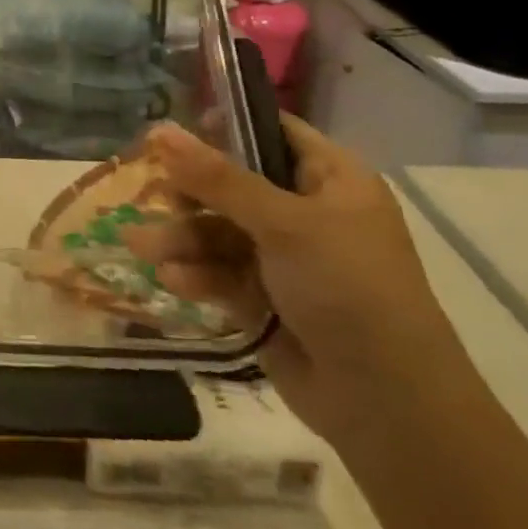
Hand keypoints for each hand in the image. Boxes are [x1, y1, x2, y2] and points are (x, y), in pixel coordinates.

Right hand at [131, 116, 472, 444]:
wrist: (385, 401)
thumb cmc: (347, 288)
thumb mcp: (283, 223)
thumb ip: (218, 178)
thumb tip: (160, 129)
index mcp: (331, 180)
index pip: (273, 132)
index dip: (225, 127)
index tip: (175, 133)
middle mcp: (307, 213)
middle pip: (233, 185)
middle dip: (190, 195)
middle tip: (156, 196)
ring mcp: (285, 259)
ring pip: (219, 232)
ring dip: (181, 239)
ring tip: (142, 247)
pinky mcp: (265, 299)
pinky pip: (220, 273)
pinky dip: (197, 274)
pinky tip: (173, 280)